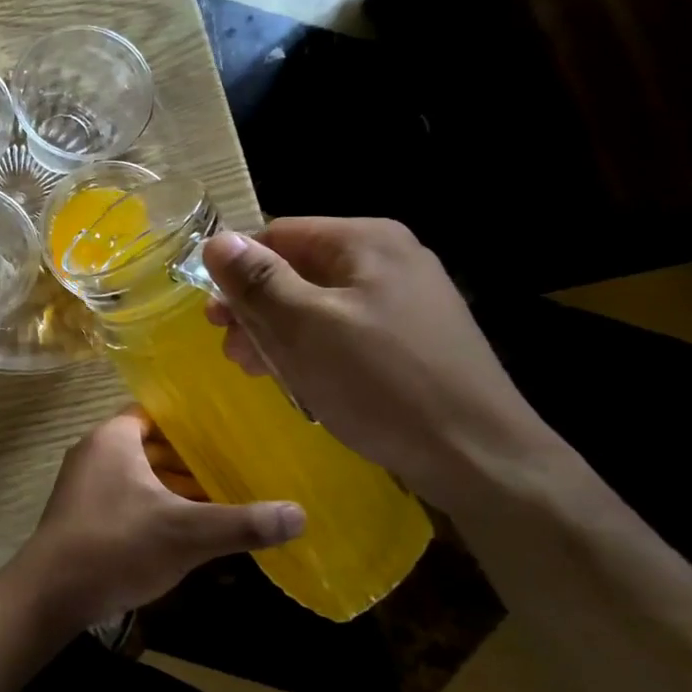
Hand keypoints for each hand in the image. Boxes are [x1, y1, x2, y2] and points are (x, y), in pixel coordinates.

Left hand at [0, 409, 302, 632]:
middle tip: (235, 465)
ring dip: (173, 486)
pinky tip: (185, 530)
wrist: (51, 593)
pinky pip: (126, 498)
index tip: (228, 431)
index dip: (191, 421)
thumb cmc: (116, 546)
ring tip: (220, 498)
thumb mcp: (186, 533)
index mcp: (114, 439)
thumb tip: (300, 514)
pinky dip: (154, 507)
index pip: (156, 413)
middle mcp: (95, 452)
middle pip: (151, 445)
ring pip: (139, 475)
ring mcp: (84, 485)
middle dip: (189, 458)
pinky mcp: (82, 514)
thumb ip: (241, 523)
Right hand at [201, 219, 564, 513]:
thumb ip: (258, 280)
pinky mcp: (411, 337)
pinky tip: (298, 377)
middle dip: (256, 308)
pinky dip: (312, 348)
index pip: (278, 234)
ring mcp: (404, 298)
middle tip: (230, 350)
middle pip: (297, 269)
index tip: (213, 318)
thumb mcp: (305, 327)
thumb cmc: (381, 382)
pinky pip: (343, 329)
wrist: (478, 456)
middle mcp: (388, 258)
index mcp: (365, 240)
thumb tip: (216, 240)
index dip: (237, 271)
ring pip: (317, 302)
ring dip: (278, 332)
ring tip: (255, 369)